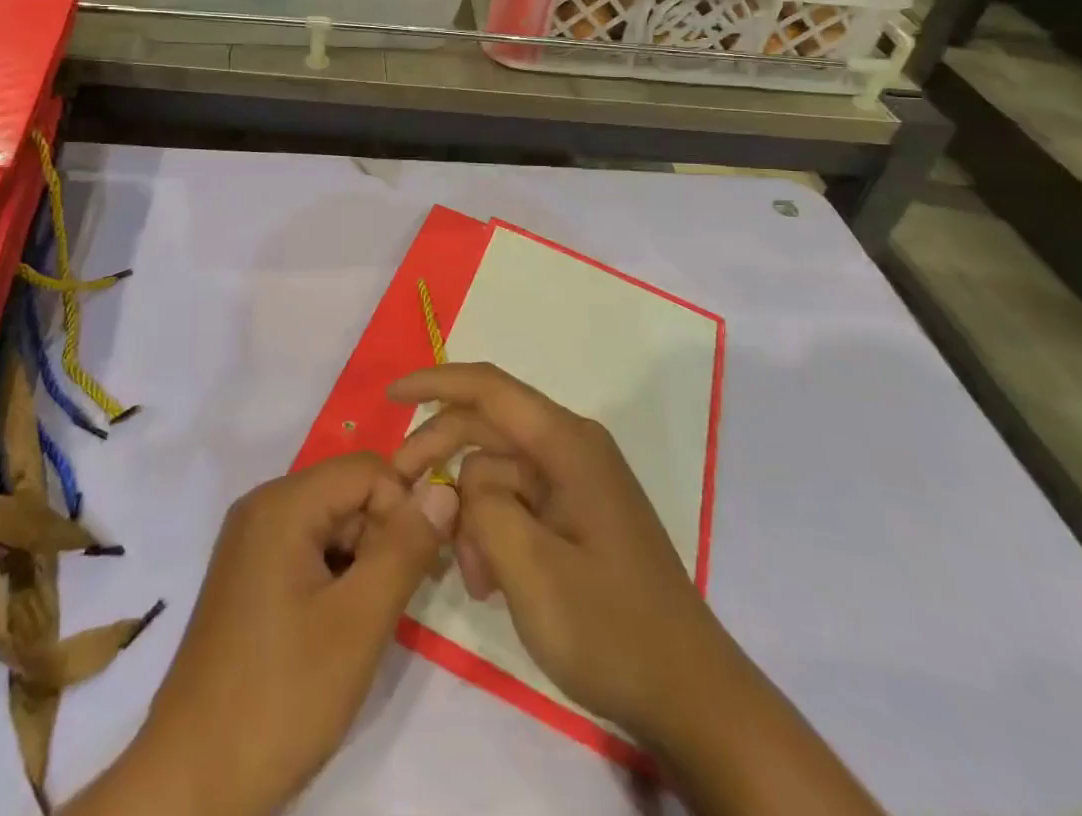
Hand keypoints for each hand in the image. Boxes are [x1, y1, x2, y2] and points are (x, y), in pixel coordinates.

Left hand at [69, 452, 458, 815]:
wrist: (191, 782)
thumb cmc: (280, 697)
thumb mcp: (358, 623)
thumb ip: (405, 549)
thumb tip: (444, 488)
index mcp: (283, 503)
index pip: (368, 470)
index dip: (403, 510)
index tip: (417, 571)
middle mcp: (263, 506)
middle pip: (349, 493)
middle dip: (384, 538)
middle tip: (395, 605)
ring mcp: (252, 541)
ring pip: (333, 524)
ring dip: (363, 563)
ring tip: (366, 626)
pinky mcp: (249, 575)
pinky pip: (309, 550)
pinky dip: (336, 578)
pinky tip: (337, 631)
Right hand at [389, 362, 725, 745]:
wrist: (691, 697)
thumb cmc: (611, 630)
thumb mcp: (530, 569)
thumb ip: (484, 505)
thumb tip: (466, 481)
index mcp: (567, 443)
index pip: (489, 389)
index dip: (435, 382)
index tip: (390, 396)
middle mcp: (572, 448)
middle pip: (486, 429)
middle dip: (440, 456)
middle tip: (399, 496)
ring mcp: (578, 481)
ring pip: (497, 471)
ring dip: (471, 512)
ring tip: (470, 576)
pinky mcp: (578, 513)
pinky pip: (518, 500)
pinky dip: (494, 529)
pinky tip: (491, 579)